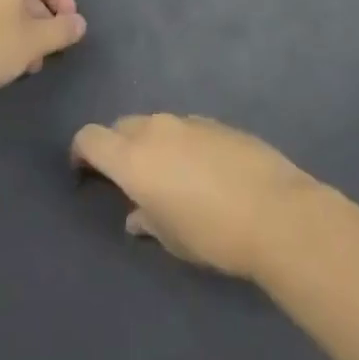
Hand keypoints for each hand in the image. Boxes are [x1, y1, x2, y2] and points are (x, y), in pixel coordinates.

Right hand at [69, 114, 317, 278]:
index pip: (90, 137)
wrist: (276, 212)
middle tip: (129, 180)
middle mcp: (157, 130)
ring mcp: (191, 121)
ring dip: (152, 143)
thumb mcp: (171, 238)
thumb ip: (147, 220)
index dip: (82, 152)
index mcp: (133, 158)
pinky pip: (187, 128)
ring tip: (170, 177)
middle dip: (117, 147)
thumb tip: (137, 214)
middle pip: (122, 126)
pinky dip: (183, 143)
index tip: (85, 173)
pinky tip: (203, 171)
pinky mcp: (220, 123)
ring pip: (157, 124)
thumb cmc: (212, 233)